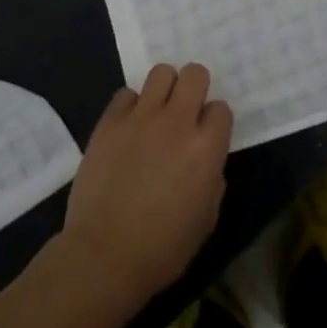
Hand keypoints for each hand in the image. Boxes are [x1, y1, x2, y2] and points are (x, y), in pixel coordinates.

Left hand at [62, 64, 233, 301]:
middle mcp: (177, 122)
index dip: (215, 121)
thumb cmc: (164, 248)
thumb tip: (204, 162)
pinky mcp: (109, 122)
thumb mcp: (207, 218)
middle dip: (195, 87)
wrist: (105, 255)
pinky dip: (130, 105)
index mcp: (207, 148)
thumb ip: (212, 179)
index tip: (207, 136)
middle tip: (185, 111)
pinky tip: (128, 127)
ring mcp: (140, 118)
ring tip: (157, 111)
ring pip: (161, 72)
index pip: (221, 109)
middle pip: (195, 74)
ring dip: (164, 88)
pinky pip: (125, 94)